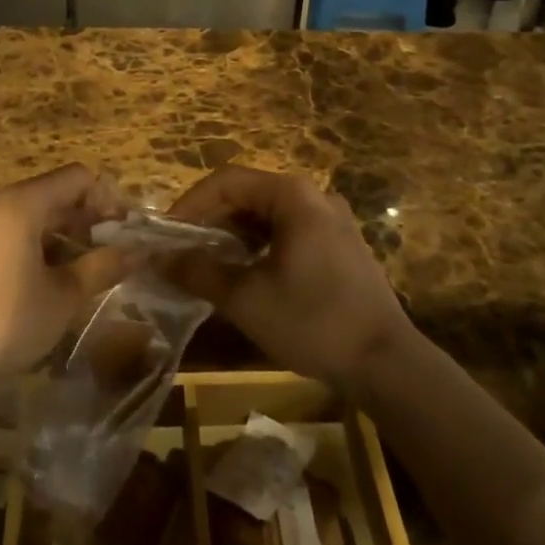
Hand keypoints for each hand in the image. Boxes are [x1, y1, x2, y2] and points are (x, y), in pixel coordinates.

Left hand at [0, 164, 132, 387]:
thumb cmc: (8, 321)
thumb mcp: (64, 296)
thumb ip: (102, 267)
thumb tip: (138, 252)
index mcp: (21, 204)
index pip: (76, 178)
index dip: (106, 197)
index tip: (125, 229)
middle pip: (52, 194)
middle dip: (86, 217)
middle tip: (111, 248)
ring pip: (30, 216)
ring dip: (62, 233)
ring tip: (84, 266)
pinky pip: (8, 234)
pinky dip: (35, 245)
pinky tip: (45, 280)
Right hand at [166, 166, 412, 394]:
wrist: (387, 364)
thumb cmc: (313, 321)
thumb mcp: (246, 299)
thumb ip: (198, 271)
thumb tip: (157, 258)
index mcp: (292, 195)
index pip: (227, 181)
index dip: (190, 204)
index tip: (166, 235)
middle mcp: (313, 195)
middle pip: (248, 194)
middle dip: (210, 220)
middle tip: (182, 251)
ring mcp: (331, 219)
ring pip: (267, 214)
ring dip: (233, 234)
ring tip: (206, 264)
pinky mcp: (339, 244)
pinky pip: (287, 231)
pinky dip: (258, 245)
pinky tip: (244, 273)